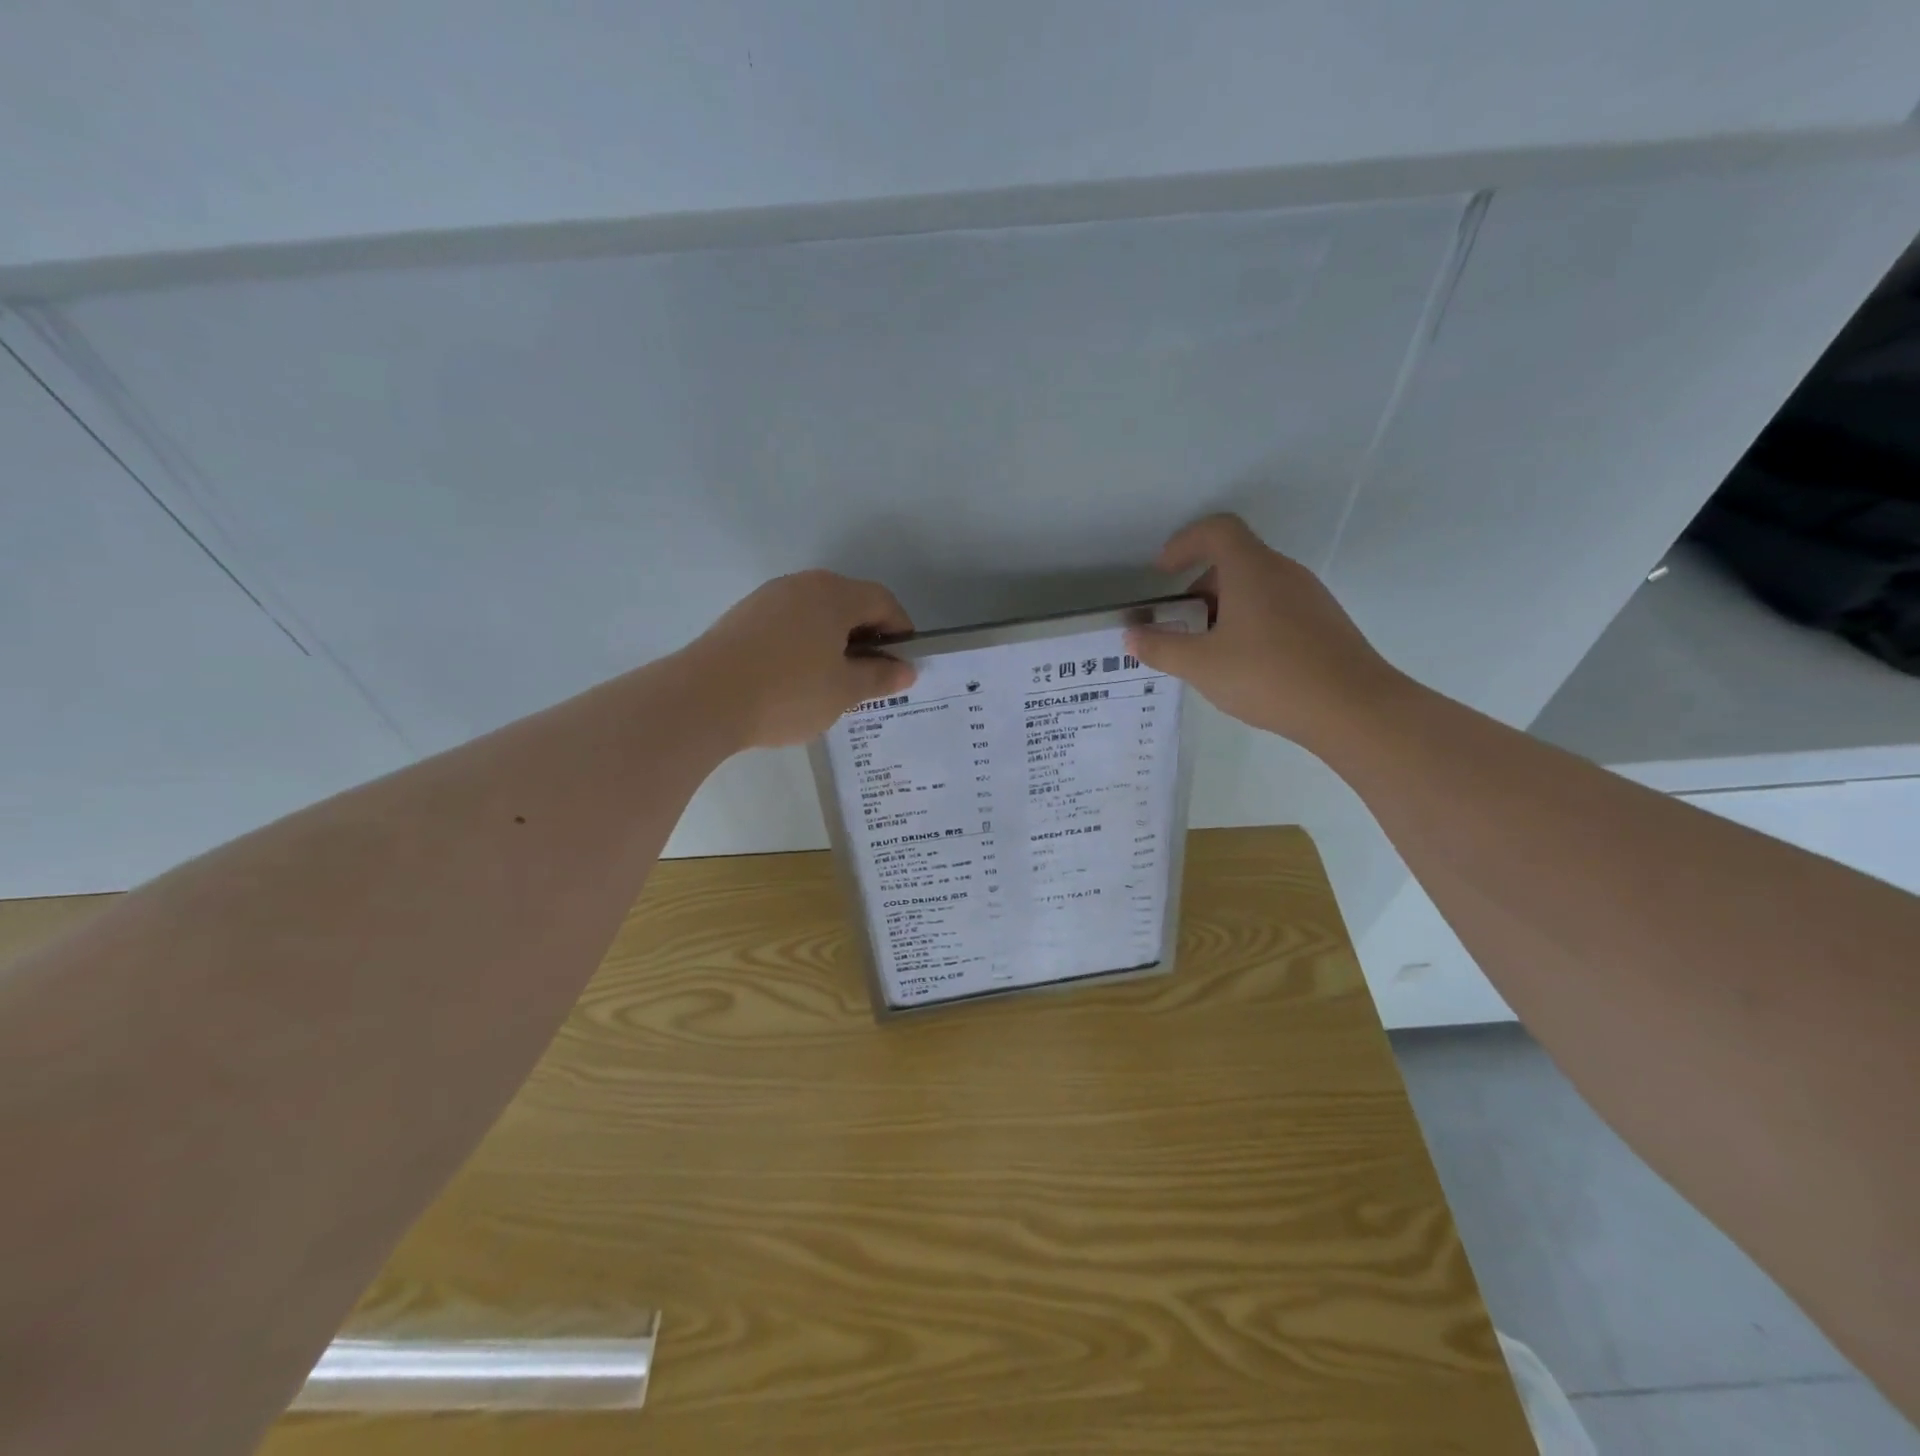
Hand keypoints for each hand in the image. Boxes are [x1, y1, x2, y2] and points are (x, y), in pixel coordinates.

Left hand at [688, 571, 916, 749]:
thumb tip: (906, 669)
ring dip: (833, 642)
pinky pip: (788, 624)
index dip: (900, 632)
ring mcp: (768, 598)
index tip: (901, 665)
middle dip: (866, 638)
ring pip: (816, 615)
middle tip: (869, 678)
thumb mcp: (844, 691)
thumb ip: (879, 677)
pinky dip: (804, 645)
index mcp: (834, 594)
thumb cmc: (788, 692)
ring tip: (832, 683)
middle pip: (848, 603)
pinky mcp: (743, 617)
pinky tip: (796, 680)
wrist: (704, 699)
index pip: (882, 602)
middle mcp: (802, 585)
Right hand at [1124, 514, 1403, 748]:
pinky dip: (1250, 621)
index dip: (1183, 543)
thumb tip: (1131, 636)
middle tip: (1179, 623)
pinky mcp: (1324, 622)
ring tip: (1208, 650)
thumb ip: (1161, 648)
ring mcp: (1309, 596)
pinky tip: (1244, 664)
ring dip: (1224, 607)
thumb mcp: (1201, 666)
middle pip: (1235, 560)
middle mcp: (1283, 572)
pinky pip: (1276, 607)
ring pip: (1256, 586)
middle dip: (1199, 586)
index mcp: (1252, 570)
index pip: (1216, 530)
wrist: (1352, 708)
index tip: (1163, 574)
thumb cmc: (1268, 676)